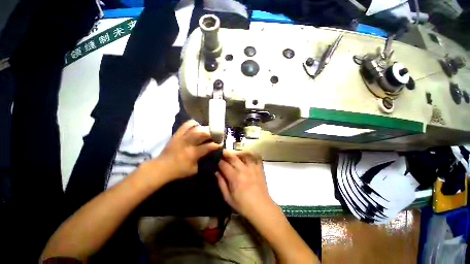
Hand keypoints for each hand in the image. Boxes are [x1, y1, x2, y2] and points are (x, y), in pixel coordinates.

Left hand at [143, 120, 220, 182]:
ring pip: (194, 127)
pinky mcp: (176, 134)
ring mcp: (181, 137)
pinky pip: (185, 125)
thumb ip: (203, 161)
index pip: (208, 147)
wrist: (161, 167)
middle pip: (202, 133)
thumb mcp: (194, 170)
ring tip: (207, 129)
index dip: (216, 144)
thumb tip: (211, 155)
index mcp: (193, 153)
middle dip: (211, 133)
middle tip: (216, 134)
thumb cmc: (179, 170)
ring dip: (203, 127)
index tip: (221, 143)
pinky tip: (197, 126)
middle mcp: (188, 143)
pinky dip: (193, 123)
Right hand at [216, 150, 273, 217]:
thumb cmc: (243, 205)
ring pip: (243, 155)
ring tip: (234, 153)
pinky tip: (246, 156)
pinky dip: (250, 154)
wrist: (261, 207)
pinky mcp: (259, 168)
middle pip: (233, 157)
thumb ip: (221, 183)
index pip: (224, 165)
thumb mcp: (228, 198)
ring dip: (237, 153)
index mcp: (234, 177)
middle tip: (222, 152)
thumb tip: (216, 172)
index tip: (215, 159)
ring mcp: (252, 167)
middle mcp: (243, 169)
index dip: (218, 161)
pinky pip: (255, 157)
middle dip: (226, 153)